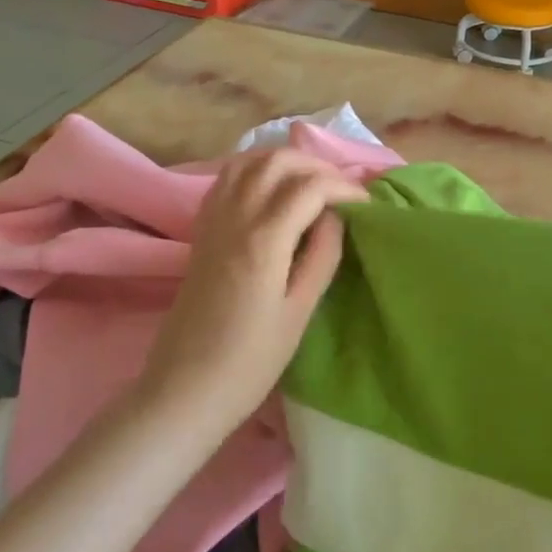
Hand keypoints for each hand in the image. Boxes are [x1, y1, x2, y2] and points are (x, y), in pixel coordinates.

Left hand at [135, 150, 368, 426]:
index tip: (367, 206)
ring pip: (248, 162)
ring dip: (284, 162)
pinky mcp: (200, 232)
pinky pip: (226, 180)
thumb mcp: (300, 312)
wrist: (184, 390)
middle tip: (342, 191)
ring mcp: (212, 222)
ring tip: (312, 184)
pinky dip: (255, 171)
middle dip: (316, 165)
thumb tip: (336, 217)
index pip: (310, 187)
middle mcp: (234, 218)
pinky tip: (272, 193)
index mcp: (264, 239)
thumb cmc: (251, 362)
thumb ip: (322, 257)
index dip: (344, 188)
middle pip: (277, 160)